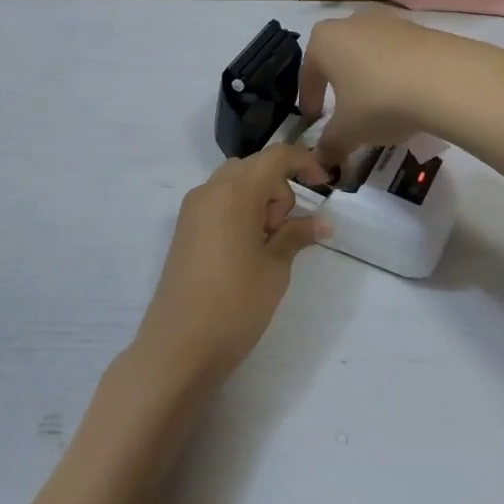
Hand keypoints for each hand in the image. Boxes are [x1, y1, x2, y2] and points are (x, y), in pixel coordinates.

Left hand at [132, 144, 332, 386]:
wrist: (179, 346)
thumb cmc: (235, 304)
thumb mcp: (275, 268)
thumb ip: (297, 235)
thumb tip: (323, 222)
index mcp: (235, 192)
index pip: (276, 157)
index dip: (304, 162)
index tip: (325, 185)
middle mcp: (209, 190)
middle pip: (254, 168)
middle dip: (278, 189)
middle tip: (283, 233)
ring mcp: (192, 208)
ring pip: (235, 184)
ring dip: (259, 200)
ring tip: (265, 246)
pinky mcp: (184, 228)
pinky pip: (218, 202)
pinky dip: (239, 211)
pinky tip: (245, 250)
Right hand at [298, 10, 483, 168]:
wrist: (446, 79)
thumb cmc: (380, 100)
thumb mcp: (349, 131)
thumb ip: (330, 145)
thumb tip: (321, 161)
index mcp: (324, 40)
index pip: (308, 73)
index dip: (309, 101)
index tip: (314, 121)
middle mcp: (351, 22)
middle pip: (338, 58)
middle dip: (339, 86)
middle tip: (346, 114)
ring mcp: (388, 21)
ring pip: (368, 54)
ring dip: (369, 78)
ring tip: (380, 108)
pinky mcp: (419, 28)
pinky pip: (397, 54)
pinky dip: (396, 74)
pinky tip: (408, 97)